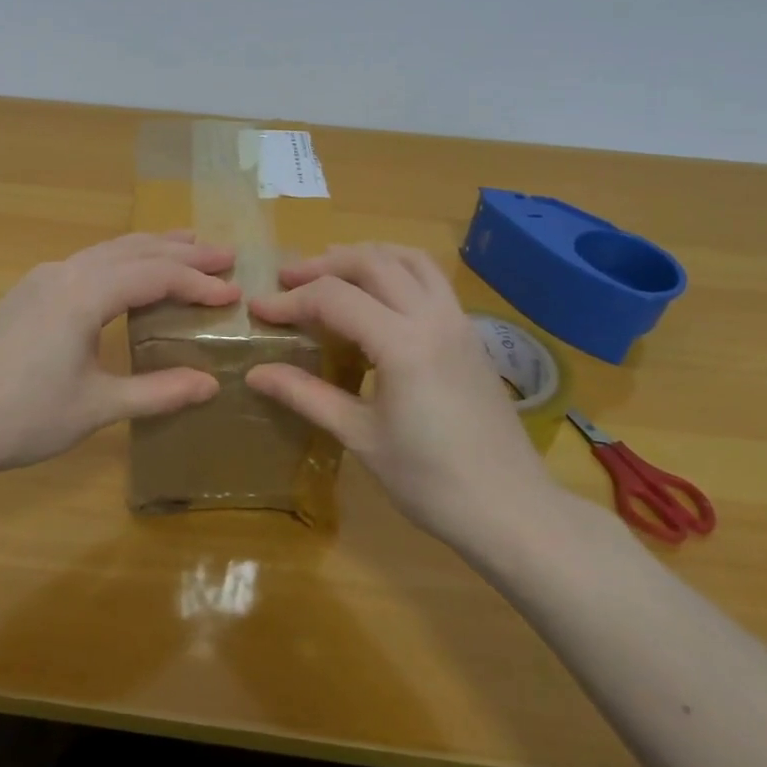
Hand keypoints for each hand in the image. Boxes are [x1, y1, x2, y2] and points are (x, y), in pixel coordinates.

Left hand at [0, 232, 240, 477]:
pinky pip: (86, 262)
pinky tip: (129, 273)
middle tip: (224, 255)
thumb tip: (212, 384)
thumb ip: (158, 392)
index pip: (154, 276)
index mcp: (84, 295)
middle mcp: (65, 273)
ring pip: (107, 250)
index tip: (233, 294)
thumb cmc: (24, 417)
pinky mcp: (27, 292)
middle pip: (133, 250)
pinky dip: (120, 260)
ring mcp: (42, 279)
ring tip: (188, 247)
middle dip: (181, 252)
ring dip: (150, 249)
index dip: (197, 283)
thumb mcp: (98, 407)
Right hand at [245, 243, 565, 552]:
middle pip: (372, 262)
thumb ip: (306, 395)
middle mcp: (433, 317)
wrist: (511, 509)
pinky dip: (396, 269)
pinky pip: (431, 279)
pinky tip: (377, 297)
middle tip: (287, 280)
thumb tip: (255, 373)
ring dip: (365, 256)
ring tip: (331, 272)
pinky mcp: (471, 334)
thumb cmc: (430, 481)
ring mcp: (458, 321)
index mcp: (403, 344)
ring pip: (409, 260)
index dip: (291, 300)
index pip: (335, 298)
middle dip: (323, 265)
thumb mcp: (360, 437)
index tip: (259, 310)